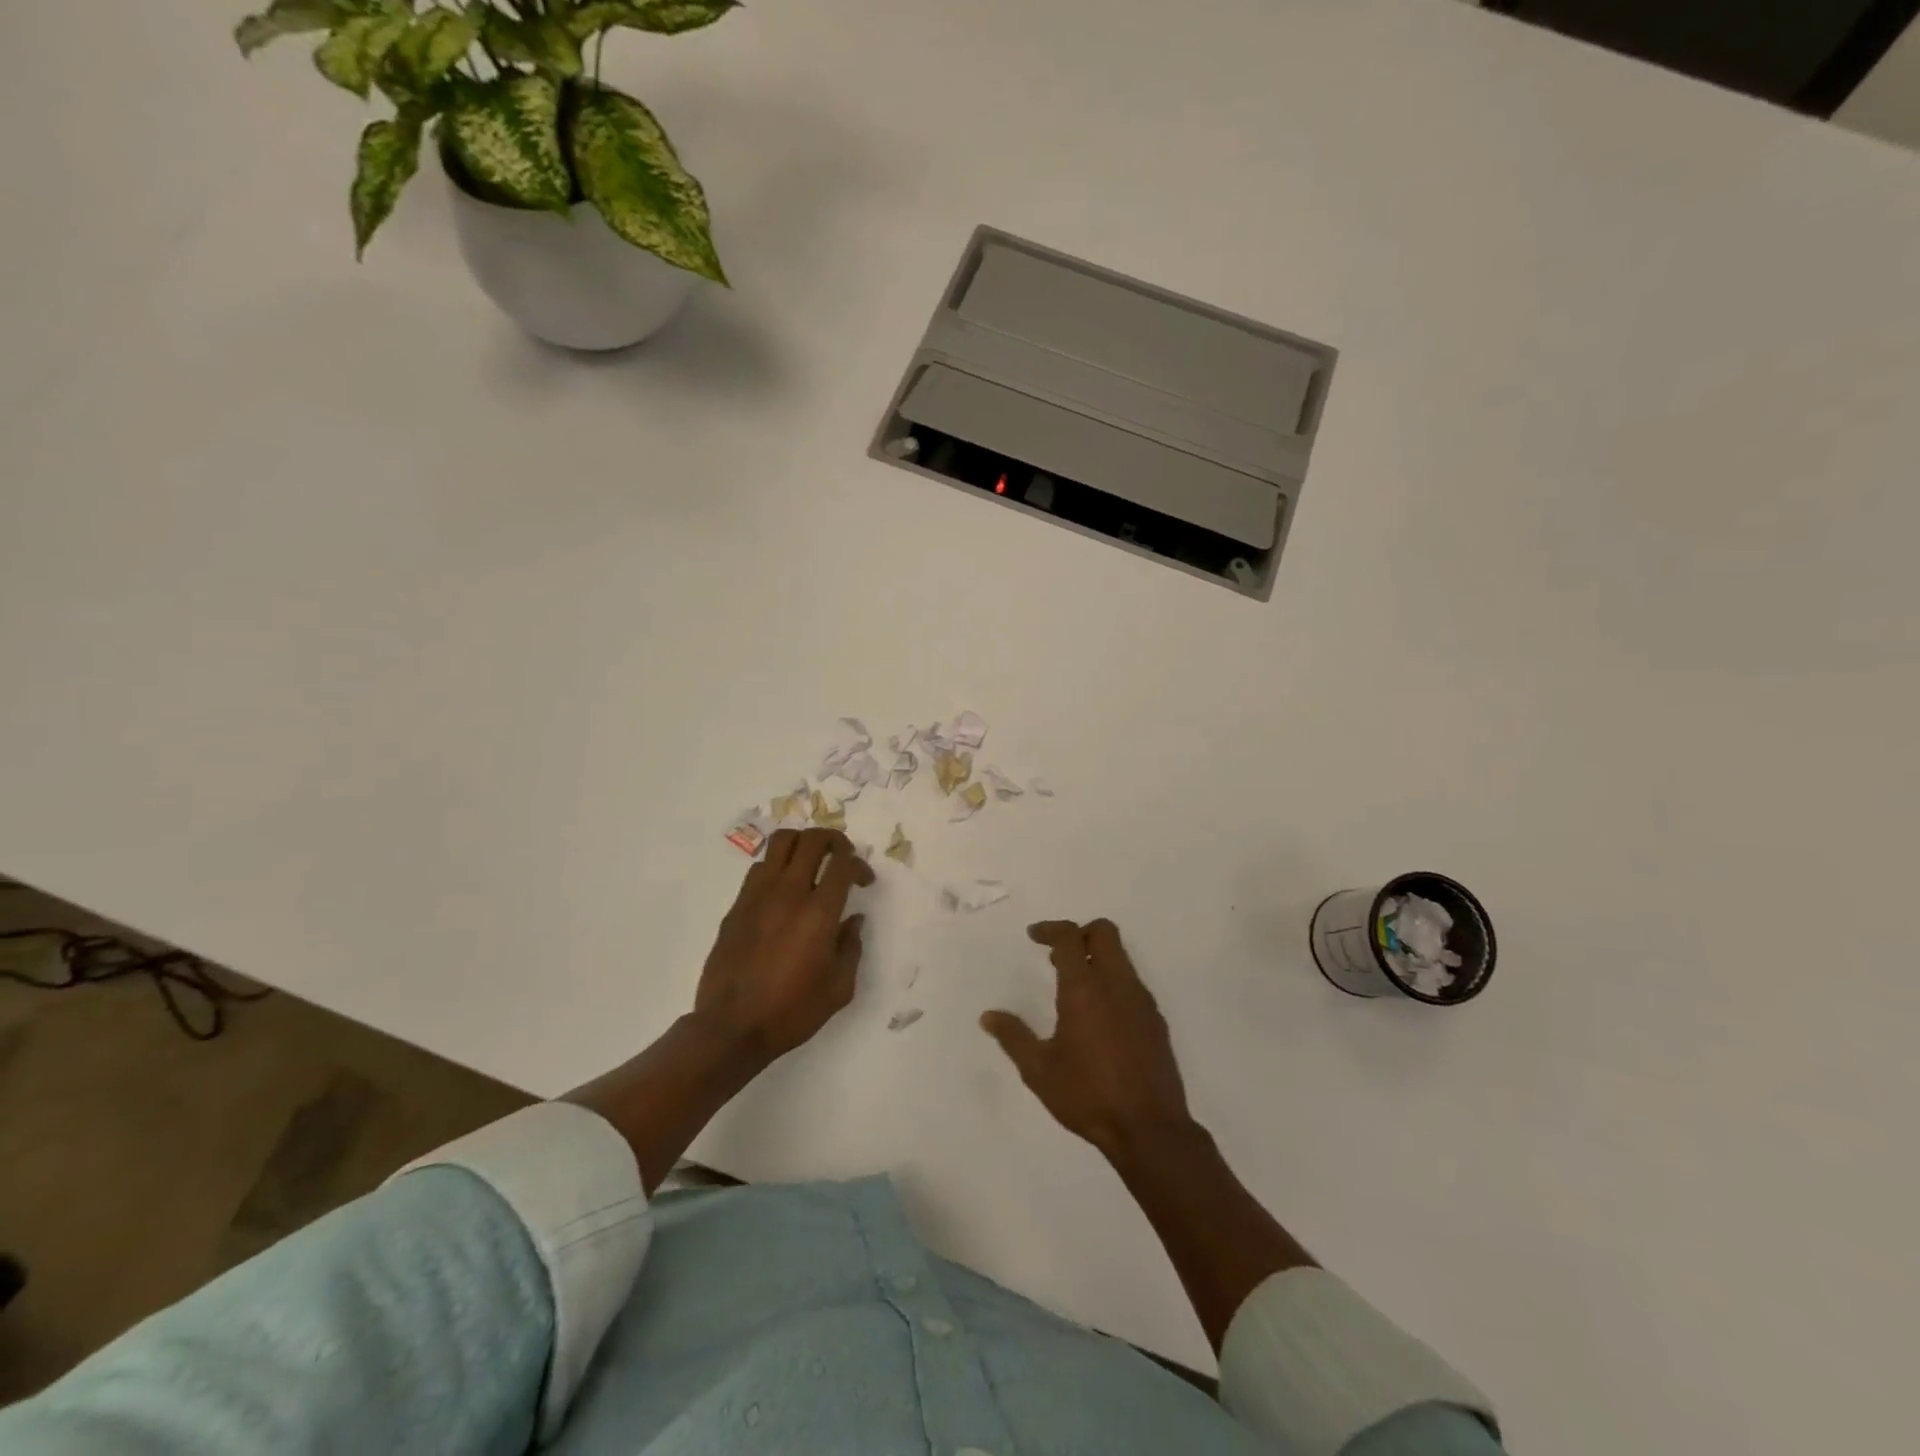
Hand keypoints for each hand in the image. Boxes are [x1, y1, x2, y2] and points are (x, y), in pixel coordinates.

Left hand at [693, 828, 874, 1063]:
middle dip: (834, 839)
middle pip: (812, 839)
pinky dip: (777, 866)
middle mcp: (789, 893)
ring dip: (802, 844)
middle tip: (842, 856)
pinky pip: (759, 868)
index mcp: (819, 913)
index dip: (860, 865)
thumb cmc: (792, 1011)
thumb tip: (852, 920)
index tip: (864, 881)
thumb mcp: (839, 988)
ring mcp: (758, 896)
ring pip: (780, 843)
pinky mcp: (737, 906)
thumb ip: (851, 947)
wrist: (731, 1028)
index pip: (843, 864)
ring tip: (811, 862)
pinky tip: (783, 889)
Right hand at [981, 919, 1194, 1156]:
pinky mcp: (1156, 1020)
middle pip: (1104, 932)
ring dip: (1097, 958)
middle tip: (1057, 956)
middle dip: (1079, 933)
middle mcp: (1116, 984)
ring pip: (1121, 956)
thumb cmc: (1088, 1096)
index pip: (1069, 937)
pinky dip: (1113, 982)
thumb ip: (1013, 1037)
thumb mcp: (1039, 1070)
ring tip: (1074, 988)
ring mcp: (1141, 1001)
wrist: (1150, 1129)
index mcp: (1084, 989)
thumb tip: (988, 1016)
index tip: (1034, 936)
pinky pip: (1132, 983)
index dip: (1050, 929)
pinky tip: (1100, 1016)